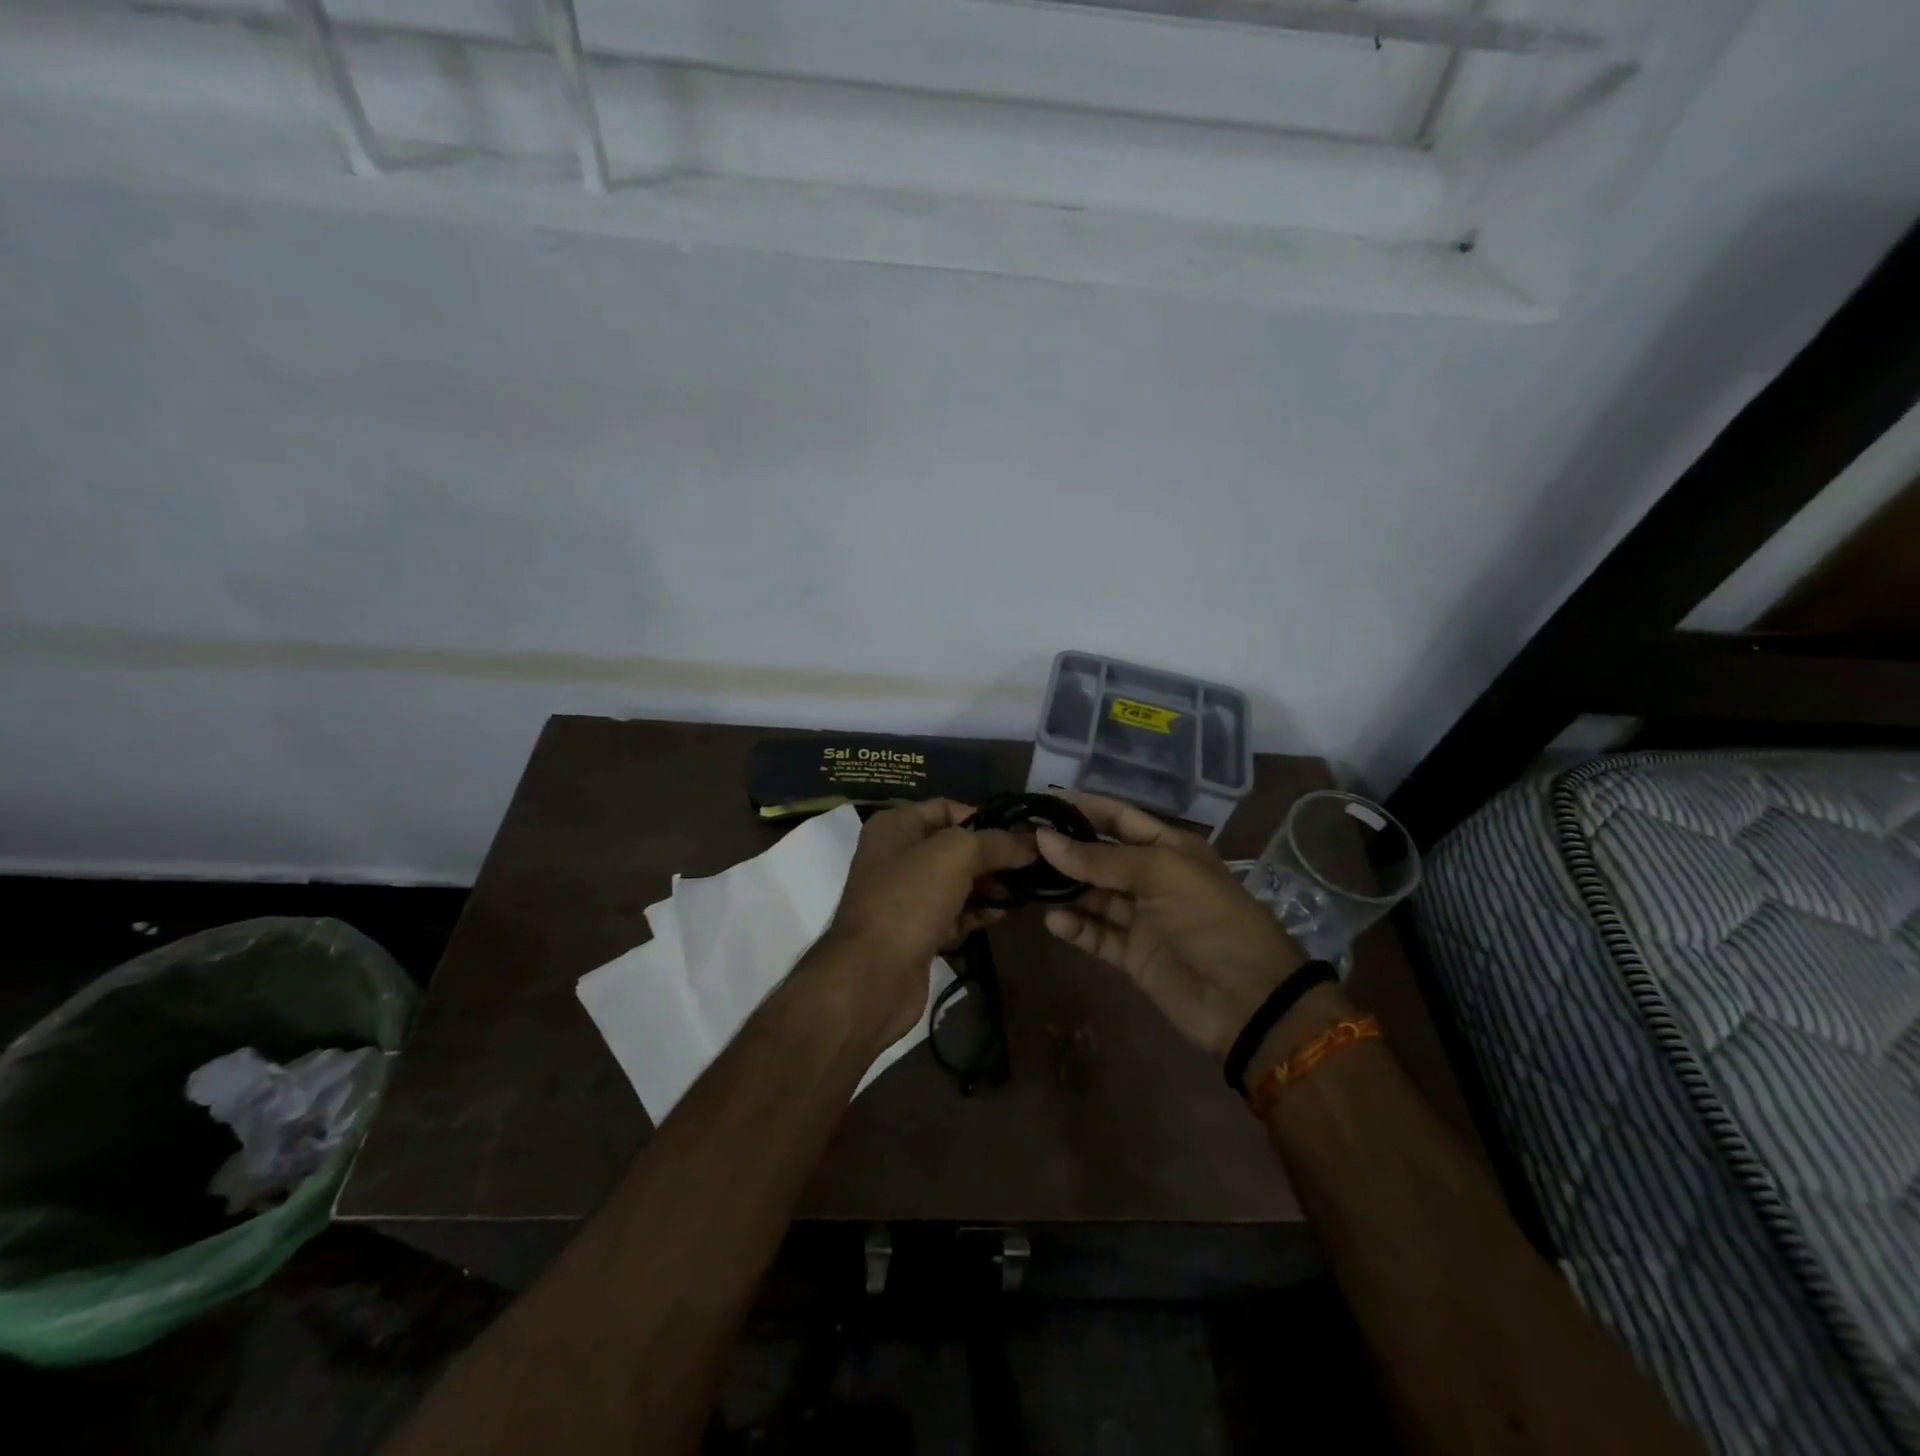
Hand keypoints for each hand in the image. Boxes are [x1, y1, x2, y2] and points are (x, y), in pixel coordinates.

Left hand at [825, 799, 1035, 1042]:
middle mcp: (896, 856)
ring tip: (1023, 891)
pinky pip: (953, 913)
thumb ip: (996, 843)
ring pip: (956, 882)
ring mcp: (904, 897)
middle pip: (954, 847)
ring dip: (988, 885)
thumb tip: (1032, 842)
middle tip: (1030, 865)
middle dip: (991, 855)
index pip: (946, 808)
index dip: (984, 817)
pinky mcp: (915, 932)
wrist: (872, 977)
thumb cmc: (909, 901)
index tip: (1020, 834)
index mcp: (895, 826)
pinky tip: (1001, 915)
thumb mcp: (956, 856)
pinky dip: (976, 913)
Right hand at [1035, 793, 1305, 1057]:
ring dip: (1064, 889)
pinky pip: (1096, 934)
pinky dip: (1075, 927)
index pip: (1118, 818)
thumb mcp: (1161, 875)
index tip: (1040, 802)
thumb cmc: (1211, 920)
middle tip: (1020, 846)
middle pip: (1099, 857)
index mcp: (1168, 848)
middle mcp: (1152, 877)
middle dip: (1064, 850)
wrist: (1248, 1000)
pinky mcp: (1132, 954)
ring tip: (1028, 883)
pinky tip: (1054, 922)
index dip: (1083, 808)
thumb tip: (1044, 839)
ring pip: (1092, 896)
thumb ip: (1101, 860)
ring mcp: (1141, 917)